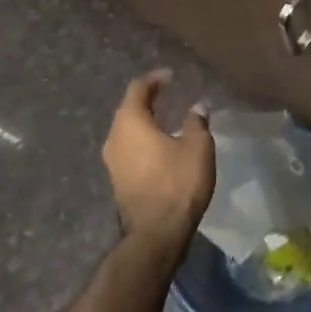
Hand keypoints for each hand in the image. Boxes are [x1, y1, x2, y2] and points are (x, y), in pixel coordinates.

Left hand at [102, 70, 214, 259]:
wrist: (157, 234)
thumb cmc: (178, 183)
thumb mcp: (197, 147)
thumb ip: (196, 122)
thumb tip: (197, 106)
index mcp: (131, 123)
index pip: (138, 89)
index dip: (155, 79)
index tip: (171, 77)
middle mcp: (115, 139)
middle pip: (128, 110)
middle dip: (147, 100)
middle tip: (168, 95)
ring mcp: (112, 162)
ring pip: (126, 132)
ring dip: (144, 122)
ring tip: (165, 119)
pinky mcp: (117, 181)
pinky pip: (128, 150)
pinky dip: (142, 141)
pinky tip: (159, 146)